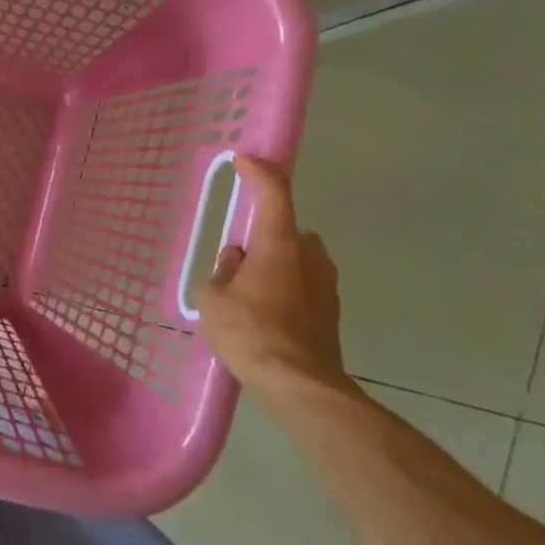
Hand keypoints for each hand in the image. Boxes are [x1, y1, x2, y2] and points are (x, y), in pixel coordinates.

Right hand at [194, 158, 351, 398]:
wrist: (298, 384)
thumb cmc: (249, 333)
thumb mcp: (213, 299)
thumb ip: (221, 272)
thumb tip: (235, 260)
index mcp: (279, 244)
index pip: (273, 194)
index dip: (258, 173)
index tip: (244, 160)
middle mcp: (310, 255)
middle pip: (286, 230)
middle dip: (263, 236)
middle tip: (236, 259)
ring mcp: (326, 283)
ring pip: (296, 259)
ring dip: (275, 264)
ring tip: (247, 293)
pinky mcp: (331, 310)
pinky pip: (302, 284)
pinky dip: (284, 288)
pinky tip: (264, 315)